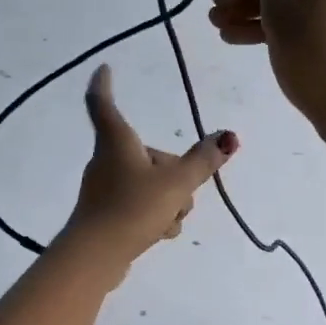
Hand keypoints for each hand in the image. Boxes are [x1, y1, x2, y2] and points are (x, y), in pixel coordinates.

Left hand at [59, 65, 238, 277]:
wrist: (97, 256)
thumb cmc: (133, 208)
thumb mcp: (177, 183)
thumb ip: (203, 161)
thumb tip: (228, 137)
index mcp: (117, 141)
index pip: (103, 103)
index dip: (104, 84)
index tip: (103, 68)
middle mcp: (107, 160)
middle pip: (148, 155)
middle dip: (173, 174)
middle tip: (181, 194)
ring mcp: (104, 189)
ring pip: (149, 184)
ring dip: (168, 200)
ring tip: (167, 220)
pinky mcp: (106, 214)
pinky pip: (140, 206)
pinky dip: (155, 217)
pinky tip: (157, 233)